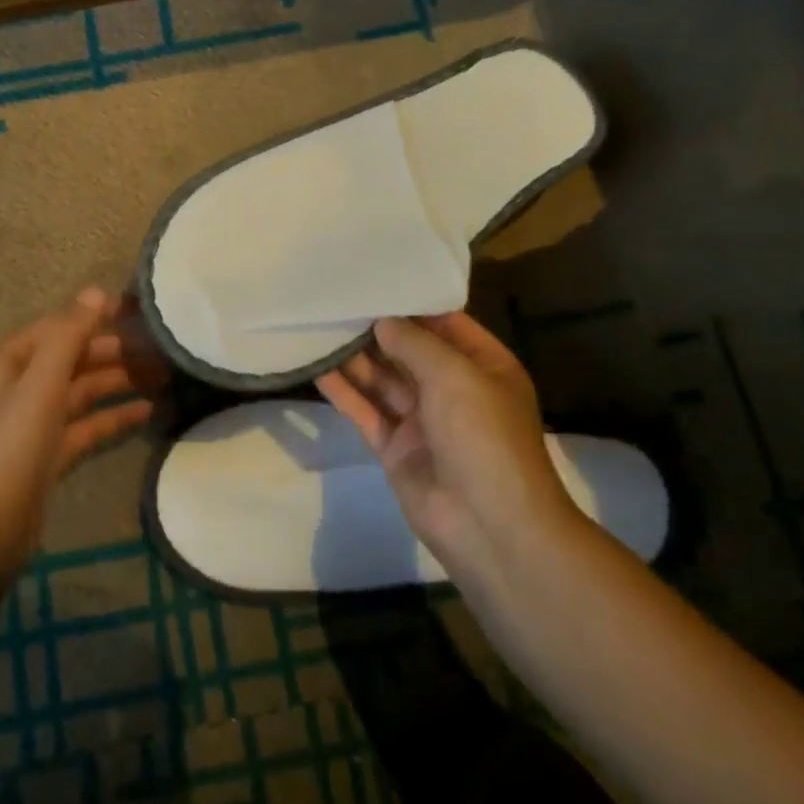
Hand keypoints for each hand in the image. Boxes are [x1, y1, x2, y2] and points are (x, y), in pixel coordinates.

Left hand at [0, 287, 164, 574]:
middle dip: (116, 351)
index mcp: (12, 364)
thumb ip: (68, 338)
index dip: (93, 314)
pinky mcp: (53, 452)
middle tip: (162, 348)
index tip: (136, 309)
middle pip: (75, 357)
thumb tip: (97, 290)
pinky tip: (148, 411)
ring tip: (164, 376)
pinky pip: (90, 424)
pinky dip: (116, 416)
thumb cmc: (10, 450)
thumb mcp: (40, 387)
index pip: (58, 326)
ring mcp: (39, 421)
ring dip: (121, 381)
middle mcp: (24, 387)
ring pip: (86, 390)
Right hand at [315, 313, 579, 568]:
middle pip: (409, 350)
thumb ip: (415, 343)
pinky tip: (316, 368)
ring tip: (319, 324)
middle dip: (376, 328)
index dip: (410, 303)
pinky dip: (343, 392)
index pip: (444, 323)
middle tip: (336, 299)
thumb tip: (383, 321)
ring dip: (354, 357)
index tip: (373, 278)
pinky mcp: (395, 448)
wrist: (488, 525)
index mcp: (483, 366)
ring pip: (383, 380)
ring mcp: (422, 420)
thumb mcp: (455, 375)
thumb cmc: (483, 436)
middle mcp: (453, 389)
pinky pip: (366, 412)